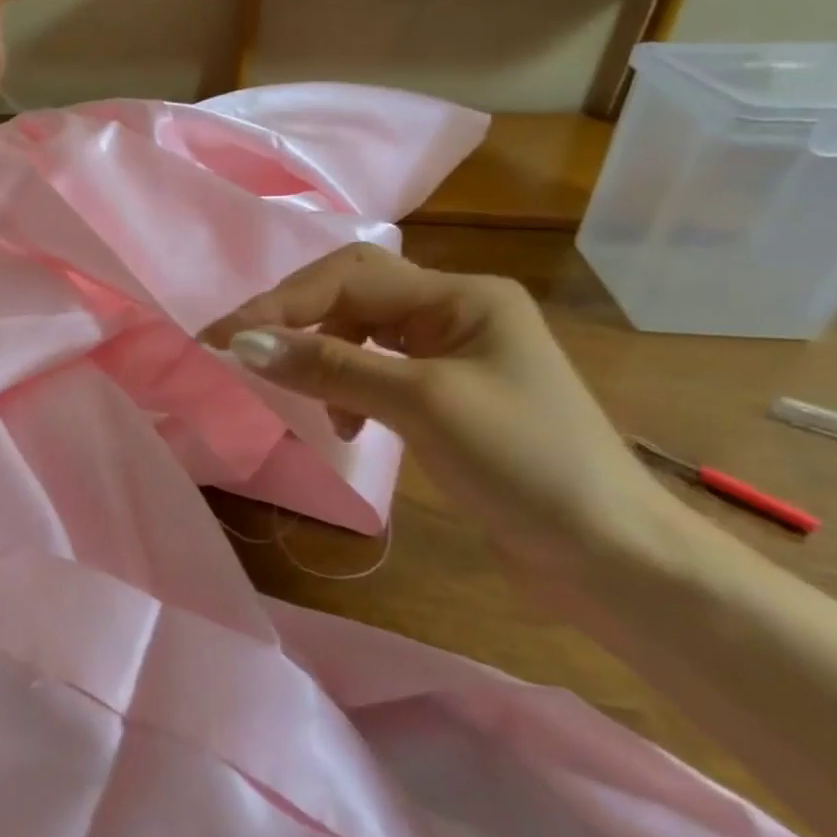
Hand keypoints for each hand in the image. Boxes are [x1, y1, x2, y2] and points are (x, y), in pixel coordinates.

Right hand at [201, 243, 684, 574]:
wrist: (614, 558)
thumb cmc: (525, 465)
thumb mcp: (421, 405)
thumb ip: (330, 366)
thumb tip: (245, 342)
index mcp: (462, 296)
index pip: (350, 277)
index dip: (281, 303)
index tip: (222, 336)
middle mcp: (456, 310)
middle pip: (352, 294)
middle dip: (296, 318)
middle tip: (244, 350)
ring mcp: (454, 352)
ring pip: (360, 331)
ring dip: (322, 356)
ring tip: (310, 401)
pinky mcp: (448, 393)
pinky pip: (377, 368)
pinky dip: (348, 386)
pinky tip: (349, 424)